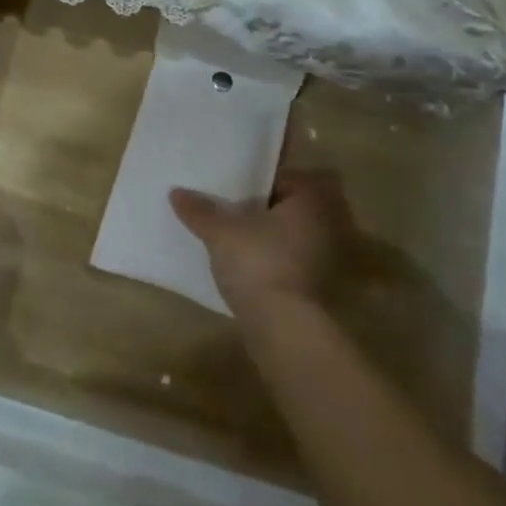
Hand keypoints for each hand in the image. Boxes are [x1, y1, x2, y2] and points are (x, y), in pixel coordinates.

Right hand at [170, 171, 346, 319]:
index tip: (240, 188)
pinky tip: (250, 267)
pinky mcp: (321, 288)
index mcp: (310, 200)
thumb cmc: (258, 263)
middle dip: (270, 210)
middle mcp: (328, 225)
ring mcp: (328, 260)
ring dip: (274, 238)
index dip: (264, 180)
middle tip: (238, 211)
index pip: (289, 178)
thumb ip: (200, 211)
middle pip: (294, 208)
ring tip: (240, 239)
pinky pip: (296, 262)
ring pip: (296, 237)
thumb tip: (176, 192)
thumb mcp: (221, 232)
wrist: (284, 327)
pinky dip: (277, 262)